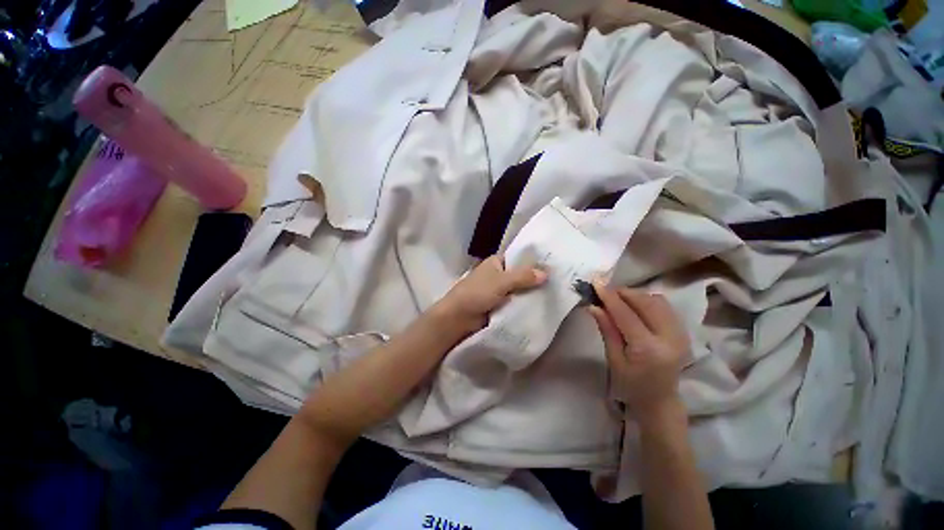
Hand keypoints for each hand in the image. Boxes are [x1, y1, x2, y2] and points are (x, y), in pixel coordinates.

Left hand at [431, 255, 546, 335]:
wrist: (458, 318)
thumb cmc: (477, 293)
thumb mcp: (501, 281)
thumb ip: (523, 277)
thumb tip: (546, 273)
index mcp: (496, 263)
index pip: (519, 259)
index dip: (534, 262)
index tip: (553, 266)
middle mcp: (498, 275)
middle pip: (521, 276)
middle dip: (535, 280)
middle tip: (559, 283)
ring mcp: (499, 292)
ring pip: (519, 291)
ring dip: (531, 295)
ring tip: (555, 296)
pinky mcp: (500, 306)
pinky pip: (516, 304)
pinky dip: (525, 306)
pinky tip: (542, 308)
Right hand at [588, 282, 689, 423]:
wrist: (660, 400)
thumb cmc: (631, 384)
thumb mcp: (614, 359)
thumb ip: (607, 330)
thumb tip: (594, 306)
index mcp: (648, 349)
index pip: (626, 314)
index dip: (610, 297)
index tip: (596, 284)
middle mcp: (669, 338)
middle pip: (646, 303)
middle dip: (624, 292)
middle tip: (605, 291)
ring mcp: (681, 334)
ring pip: (657, 301)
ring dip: (636, 295)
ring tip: (619, 298)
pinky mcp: (683, 331)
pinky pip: (664, 306)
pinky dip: (647, 300)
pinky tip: (635, 305)